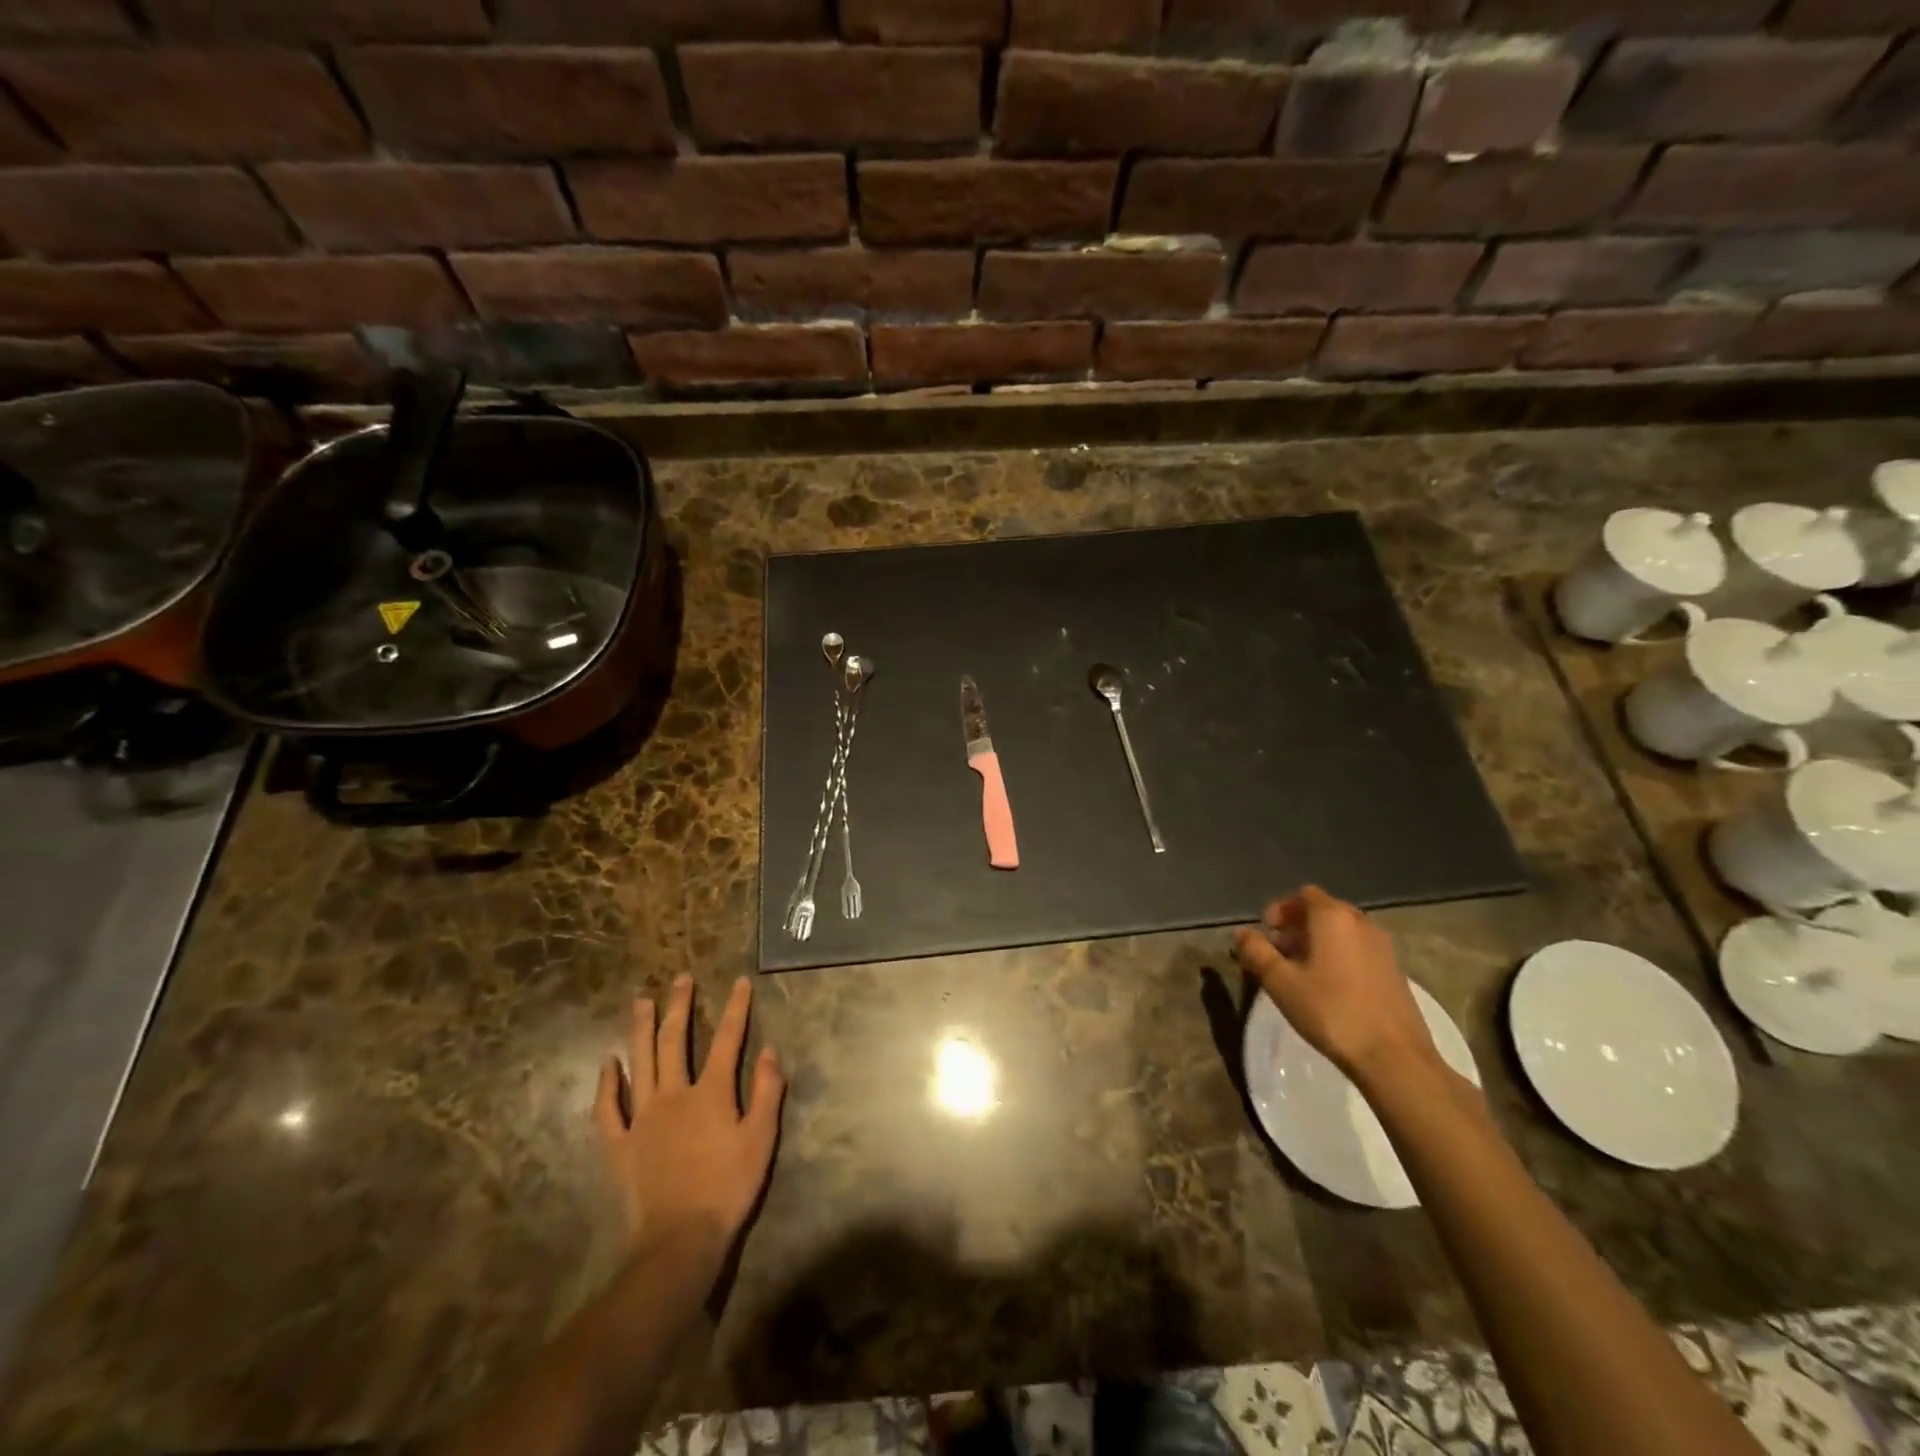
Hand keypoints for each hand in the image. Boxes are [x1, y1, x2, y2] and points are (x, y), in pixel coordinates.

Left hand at [593, 975, 785, 1259]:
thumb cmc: (728, 1188)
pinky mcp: (619, 1144)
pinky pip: (608, 1108)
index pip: (728, 1039)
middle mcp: (674, 1094)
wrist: (679, 1240)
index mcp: (712, 1092)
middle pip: (676, 1040)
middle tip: (680, 979)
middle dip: (680, 1006)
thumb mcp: (761, 1139)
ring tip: (641, 1002)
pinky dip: (607, 1084)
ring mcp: (642, 1117)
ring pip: (640, 1063)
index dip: (736, 1008)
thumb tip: (770, 1050)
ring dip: (641, 1029)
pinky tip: (608, 1063)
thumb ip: (767, 1091)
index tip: (740, 982)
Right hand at [1232, 886, 1443, 1090]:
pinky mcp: (1395, 971)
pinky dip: (1340, 956)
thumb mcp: (1280, 982)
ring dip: (1318, 942)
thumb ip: (1256, 951)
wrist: (1395, 1057)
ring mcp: (1383, 947)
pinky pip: (1359, 950)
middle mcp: (1361, 923)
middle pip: (1324, 911)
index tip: (1267, 933)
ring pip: (1343, 932)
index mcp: (1333, 917)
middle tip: (1279, 953)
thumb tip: (1241, 932)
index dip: (1281, 909)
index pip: (1303, 895)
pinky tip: (1330, 987)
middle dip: (1297, 926)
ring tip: (1301, 972)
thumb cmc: (1331, 1011)